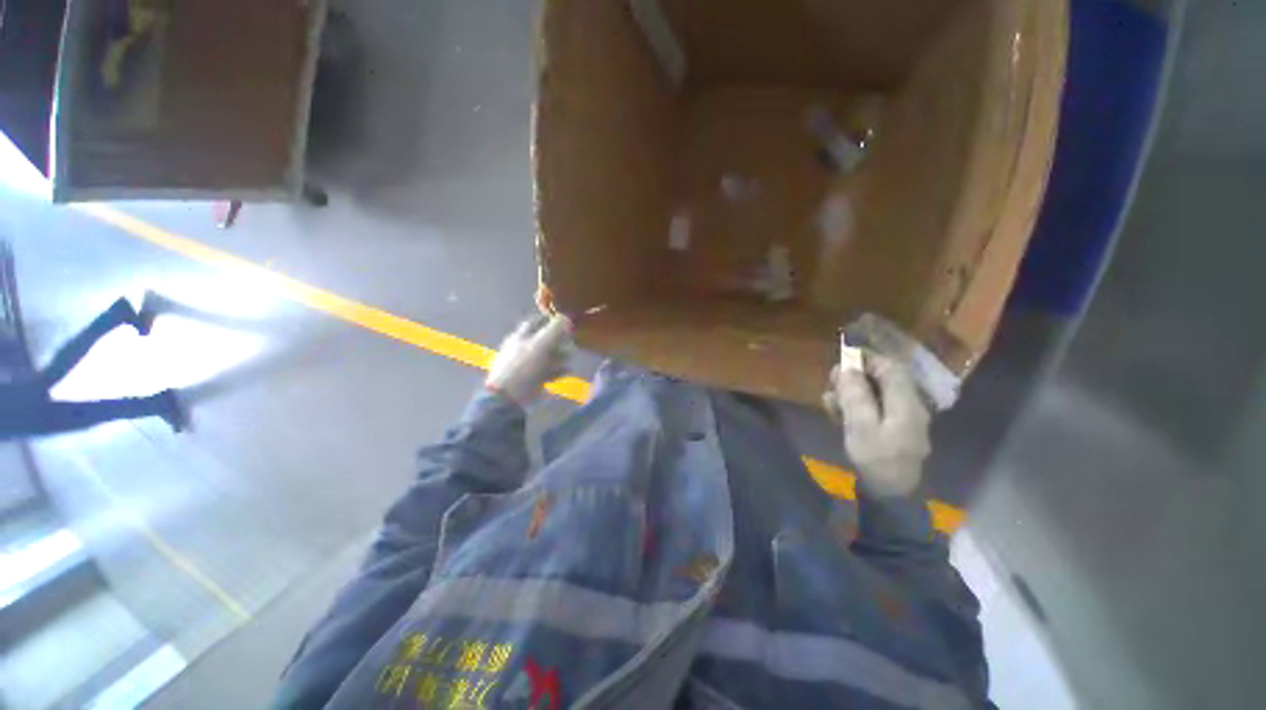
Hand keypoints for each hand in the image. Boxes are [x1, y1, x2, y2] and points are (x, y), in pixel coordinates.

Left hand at [486, 315, 572, 405]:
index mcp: (520, 337)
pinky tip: (566, 371)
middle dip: (558, 340)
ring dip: (559, 356)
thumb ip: (554, 329)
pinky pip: (547, 372)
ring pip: (546, 356)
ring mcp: (527, 366)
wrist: (510, 397)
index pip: (534, 322)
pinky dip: (557, 370)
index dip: (548, 319)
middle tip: (571, 340)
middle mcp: (522, 349)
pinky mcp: (531, 380)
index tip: (563, 320)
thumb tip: (566, 316)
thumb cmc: (524, 366)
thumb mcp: (541, 344)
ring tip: (570, 357)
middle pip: (542, 340)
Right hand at [823, 354, 931, 497]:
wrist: (891, 496)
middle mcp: (908, 406)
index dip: (867, 359)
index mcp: (906, 403)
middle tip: (831, 382)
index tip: (842, 359)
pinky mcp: (893, 430)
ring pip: (876, 394)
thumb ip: (855, 395)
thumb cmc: (876, 459)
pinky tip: (838, 413)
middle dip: (855, 376)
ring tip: (829, 400)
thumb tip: (847, 369)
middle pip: (883, 379)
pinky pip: (874, 408)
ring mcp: (902, 419)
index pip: (891, 368)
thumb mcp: (861, 426)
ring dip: (852, 392)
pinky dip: (856, 406)